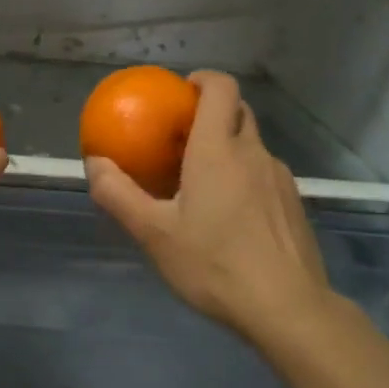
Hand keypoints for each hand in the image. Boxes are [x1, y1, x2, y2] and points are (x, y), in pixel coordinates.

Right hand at [87, 71, 332, 341]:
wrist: (287, 308)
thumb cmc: (215, 264)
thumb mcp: (154, 234)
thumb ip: (118, 194)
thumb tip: (94, 162)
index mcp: (218, 150)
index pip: (221, 88)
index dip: (203, 79)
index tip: (182, 91)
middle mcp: (253, 153)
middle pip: (238, 111)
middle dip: (213, 111)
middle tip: (183, 136)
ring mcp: (280, 178)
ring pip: (253, 145)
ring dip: (229, 147)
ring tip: (203, 181)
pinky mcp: (294, 203)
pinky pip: (265, 173)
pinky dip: (246, 176)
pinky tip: (232, 215)